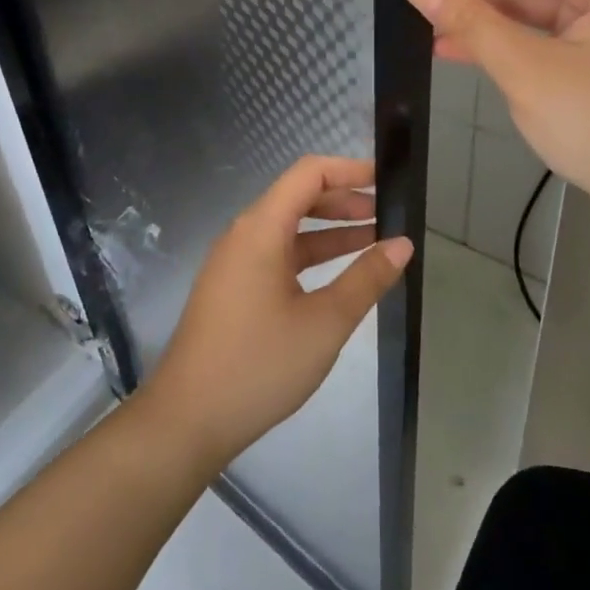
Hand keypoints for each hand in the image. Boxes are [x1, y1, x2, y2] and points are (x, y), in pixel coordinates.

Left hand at [136, 156, 413, 472]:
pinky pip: (276, 255)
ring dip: (330, 231)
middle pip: (298, 198)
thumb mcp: (324, 322)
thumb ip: (366, 278)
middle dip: (344, 201)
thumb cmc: (259, 364)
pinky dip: (310, 256)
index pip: (308, 174)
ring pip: (288, 229)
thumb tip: (403, 244)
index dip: (349, 170)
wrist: (187, 420)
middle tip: (389, 215)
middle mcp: (243, 235)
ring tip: (375, 241)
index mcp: (260, 229)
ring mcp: (234, 262)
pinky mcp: (232, 288)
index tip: (386, 180)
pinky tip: (338, 276)